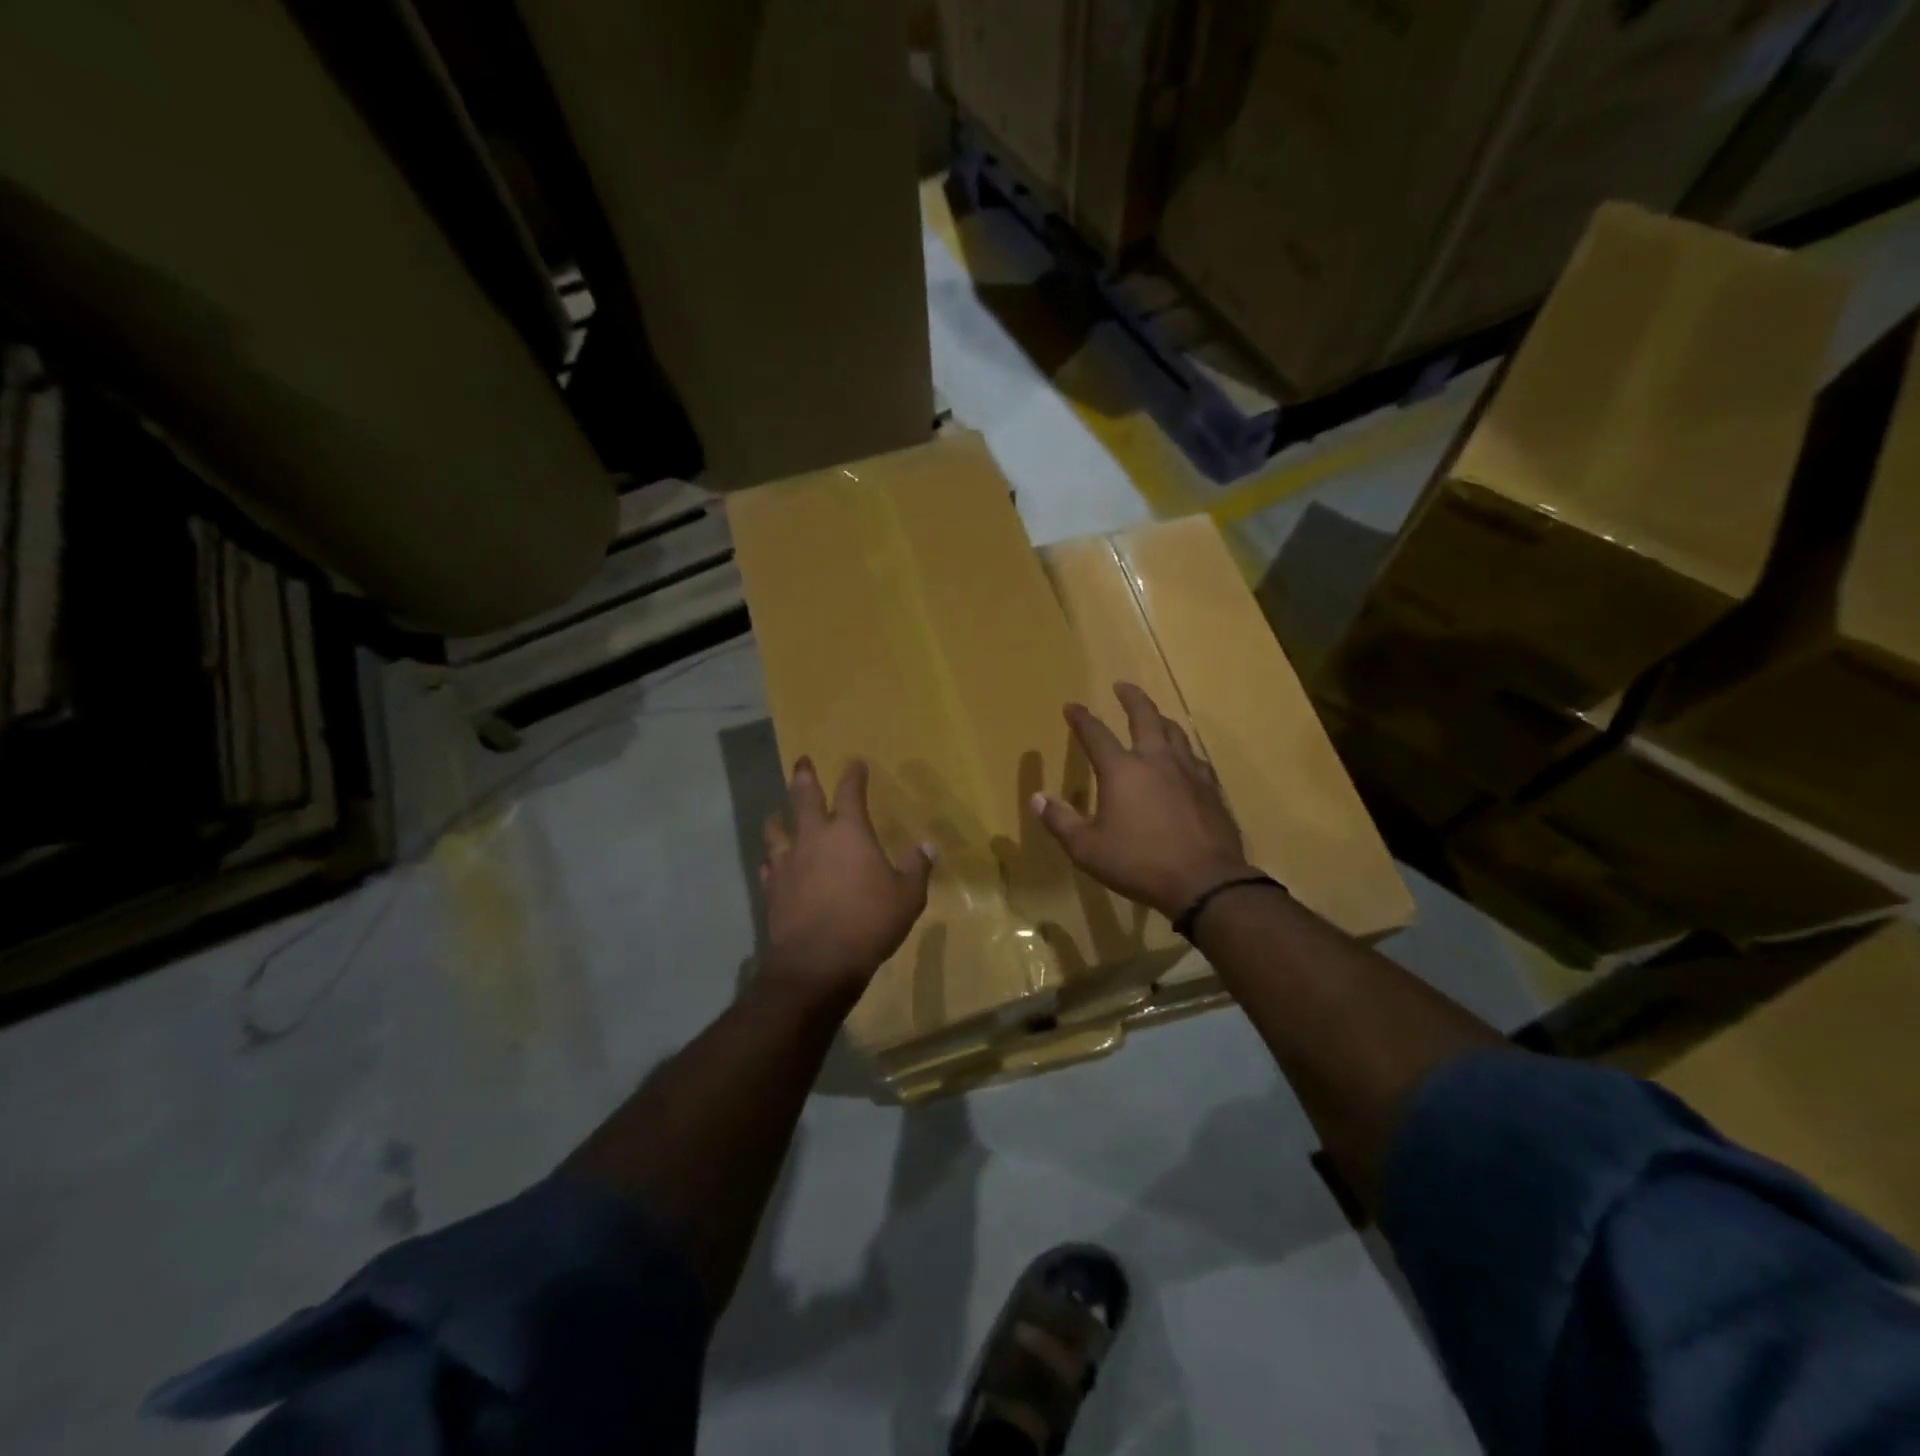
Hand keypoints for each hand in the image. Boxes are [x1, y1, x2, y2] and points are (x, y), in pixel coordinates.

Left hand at [760, 757, 933, 1008]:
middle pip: (804, 797)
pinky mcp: (773, 887)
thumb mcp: (907, 896)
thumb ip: (917, 868)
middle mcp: (814, 837)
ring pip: (777, 829)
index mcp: (849, 831)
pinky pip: (769, 865)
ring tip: (778, 814)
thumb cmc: (870, 921)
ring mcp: (788, 862)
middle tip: (802, 762)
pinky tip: (774, 864)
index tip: (855, 763)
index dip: (854, 775)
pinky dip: (773, 860)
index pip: (850, 791)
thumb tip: (928, 847)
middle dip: (804, 776)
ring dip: (778, 818)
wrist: (818, 961)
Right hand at [1032, 683, 1250, 918]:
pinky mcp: (1211, 790)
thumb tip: (1037, 798)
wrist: (1205, 882)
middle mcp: (1156, 761)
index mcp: (1122, 771)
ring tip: (1154, 716)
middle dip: (1131, 698)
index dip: (1081, 719)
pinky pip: (1196, 759)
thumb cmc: (1140, 863)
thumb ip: (1060, 821)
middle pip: (1145, 717)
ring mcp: (1189, 773)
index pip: (1096, 734)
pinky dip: (1183, 751)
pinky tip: (1184, 759)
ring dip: (1160, 719)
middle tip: (1122, 686)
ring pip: (1175, 733)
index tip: (1072, 706)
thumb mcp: (1087, 849)